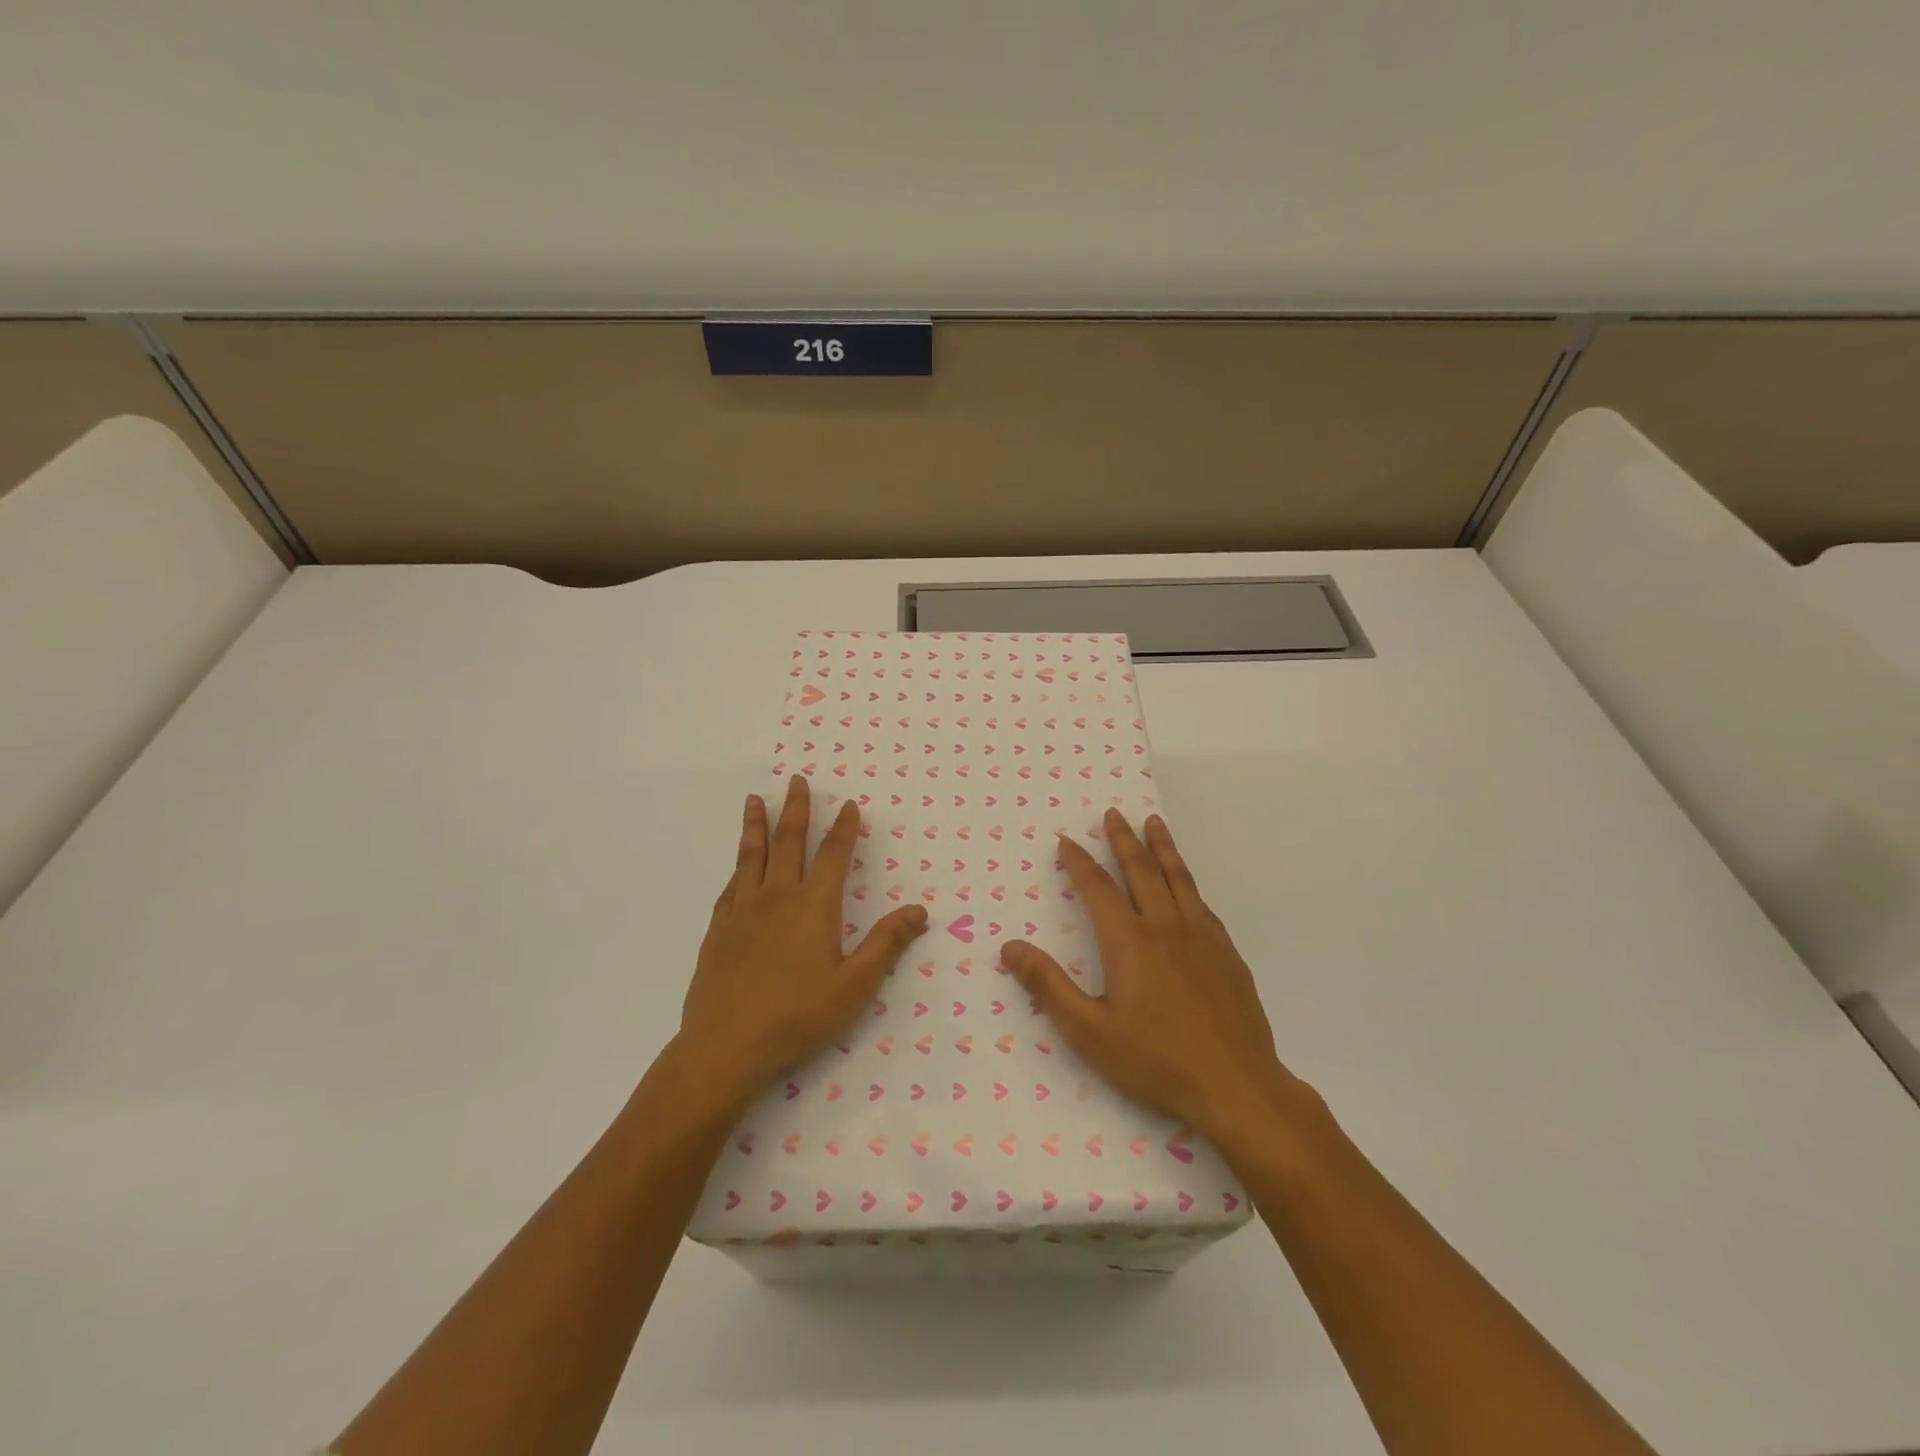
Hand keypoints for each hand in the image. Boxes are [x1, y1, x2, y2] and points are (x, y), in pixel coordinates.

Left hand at [680, 775, 927, 1097]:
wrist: (725, 1046)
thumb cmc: (797, 1016)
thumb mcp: (854, 987)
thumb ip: (886, 944)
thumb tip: (919, 910)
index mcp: (814, 905)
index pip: (834, 854)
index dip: (844, 827)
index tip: (848, 804)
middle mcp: (778, 896)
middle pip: (789, 841)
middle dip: (796, 808)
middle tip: (796, 780)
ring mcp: (743, 910)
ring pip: (752, 855)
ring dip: (757, 824)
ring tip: (755, 799)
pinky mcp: (718, 928)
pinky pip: (731, 885)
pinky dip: (738, 866)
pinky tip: (739, 864)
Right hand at [1001, 810, 1310, 1147]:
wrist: (1237, 1086)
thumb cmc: (1156, 1061)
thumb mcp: (1089, 1031)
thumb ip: (1048, 986)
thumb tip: (1010, 946)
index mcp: (1128, 940)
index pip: (1097, 887)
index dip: (1078, 861)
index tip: (1066, 840)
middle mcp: (1165, 926)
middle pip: (1140, 870)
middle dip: (1123, 839)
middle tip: (1113, 813)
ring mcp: (1201, 936)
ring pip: (1177, 878)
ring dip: (1161, 847)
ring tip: (1154, 823)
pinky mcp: (1226, 953)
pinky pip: (1201, 902)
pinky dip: (1187, 881)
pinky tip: (1186, 884)